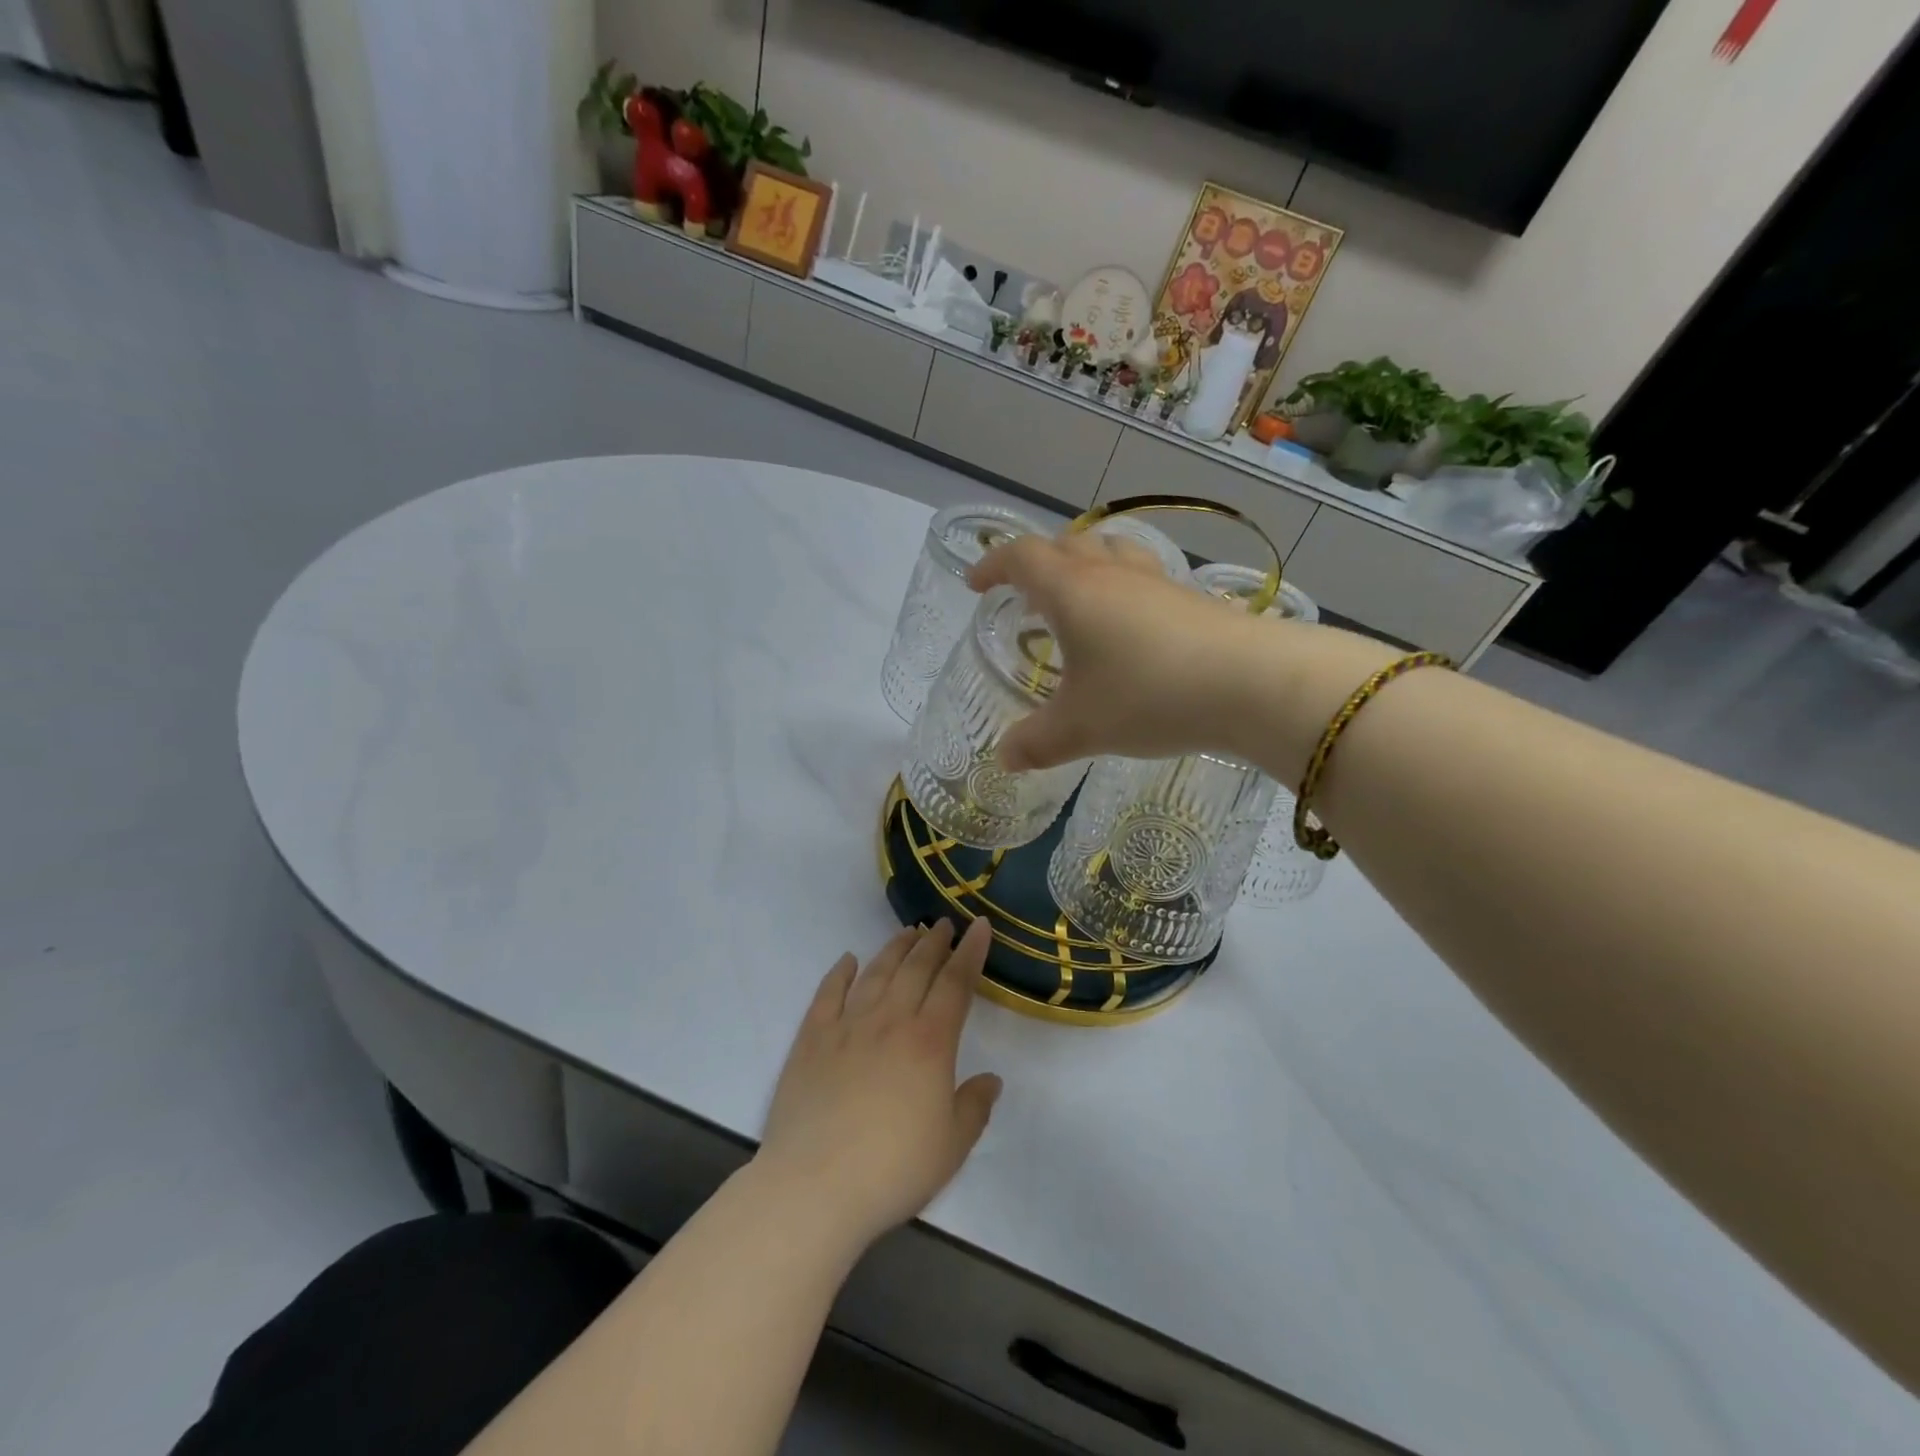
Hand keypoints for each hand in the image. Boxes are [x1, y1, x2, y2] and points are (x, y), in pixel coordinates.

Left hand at [757, 920, 1001, 1249]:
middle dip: (934, 942)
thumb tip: (990, 1079)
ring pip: (876, 972)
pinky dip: (840, 972)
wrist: (814, 1187)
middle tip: (944, 924)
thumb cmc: (893, 1169)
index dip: (970, 952)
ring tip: (908, 932)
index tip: (980, 926)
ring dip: (895, 948)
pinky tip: (848, 961)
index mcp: (930, 1042)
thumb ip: (974, 1107)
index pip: (956, 983)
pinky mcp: (812, 1039)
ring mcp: (847, 1026)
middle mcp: (890, 1021)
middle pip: (916, 968)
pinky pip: (828, 993)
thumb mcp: (951, 1146)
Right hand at [967, 532, 1401, 781]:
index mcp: (1072, 591)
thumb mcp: (1081, 728)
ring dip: (1085, 569)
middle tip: (1026, 595)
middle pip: (1067, 545)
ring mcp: (1158, 584)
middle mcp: (1112, 575)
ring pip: (1112, 554)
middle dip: (1038, 563)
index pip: (1022, 557)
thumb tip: (1003, 759)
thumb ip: (1036, 742)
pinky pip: (1144, 580)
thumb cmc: (1148, 696)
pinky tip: (1130, 632)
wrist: (1252, 684)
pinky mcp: (1193, 601)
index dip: (993, 564)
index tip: (976, 583)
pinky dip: (1122, 592)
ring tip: (1077, 603)